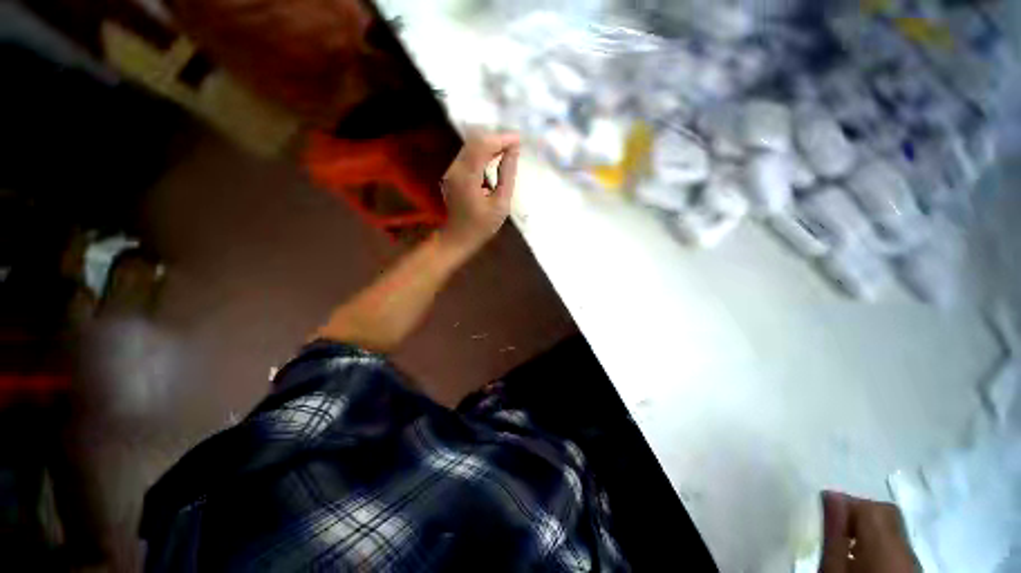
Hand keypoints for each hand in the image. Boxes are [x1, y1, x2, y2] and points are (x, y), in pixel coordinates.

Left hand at [439, 130, 520, 255]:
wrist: (459, 238)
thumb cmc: (482, 225)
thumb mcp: (501, 204)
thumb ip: (507, 175)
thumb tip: (513, 151)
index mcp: (467, 177)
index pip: (483, 145)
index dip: (502, 139)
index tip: (519, 141)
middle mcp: (455, 169)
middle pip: (475, 141)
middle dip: (496, 139)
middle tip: (515, 146)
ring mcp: (452, 170)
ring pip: (471, 145)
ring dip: (490, 144)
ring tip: (508, 151)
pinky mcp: (452, 173)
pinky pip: (468, 154)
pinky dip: (483, 152)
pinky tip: (495, 158)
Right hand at [820, 491, 919, 572]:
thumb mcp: (833, 568)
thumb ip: (834, 533)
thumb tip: (830, 495)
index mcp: (885, 545)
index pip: (870, 506)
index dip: (846, 503)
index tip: (825, 510)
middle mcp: (905, 548)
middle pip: (886, 514)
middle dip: (860, 514)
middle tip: (835, 526)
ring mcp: (913, 561)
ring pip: (892, 530)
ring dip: (869, 529)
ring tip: (846, 545)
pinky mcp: (913, 570)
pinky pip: (897, 545)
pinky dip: (879, 544)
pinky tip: (863, 559)